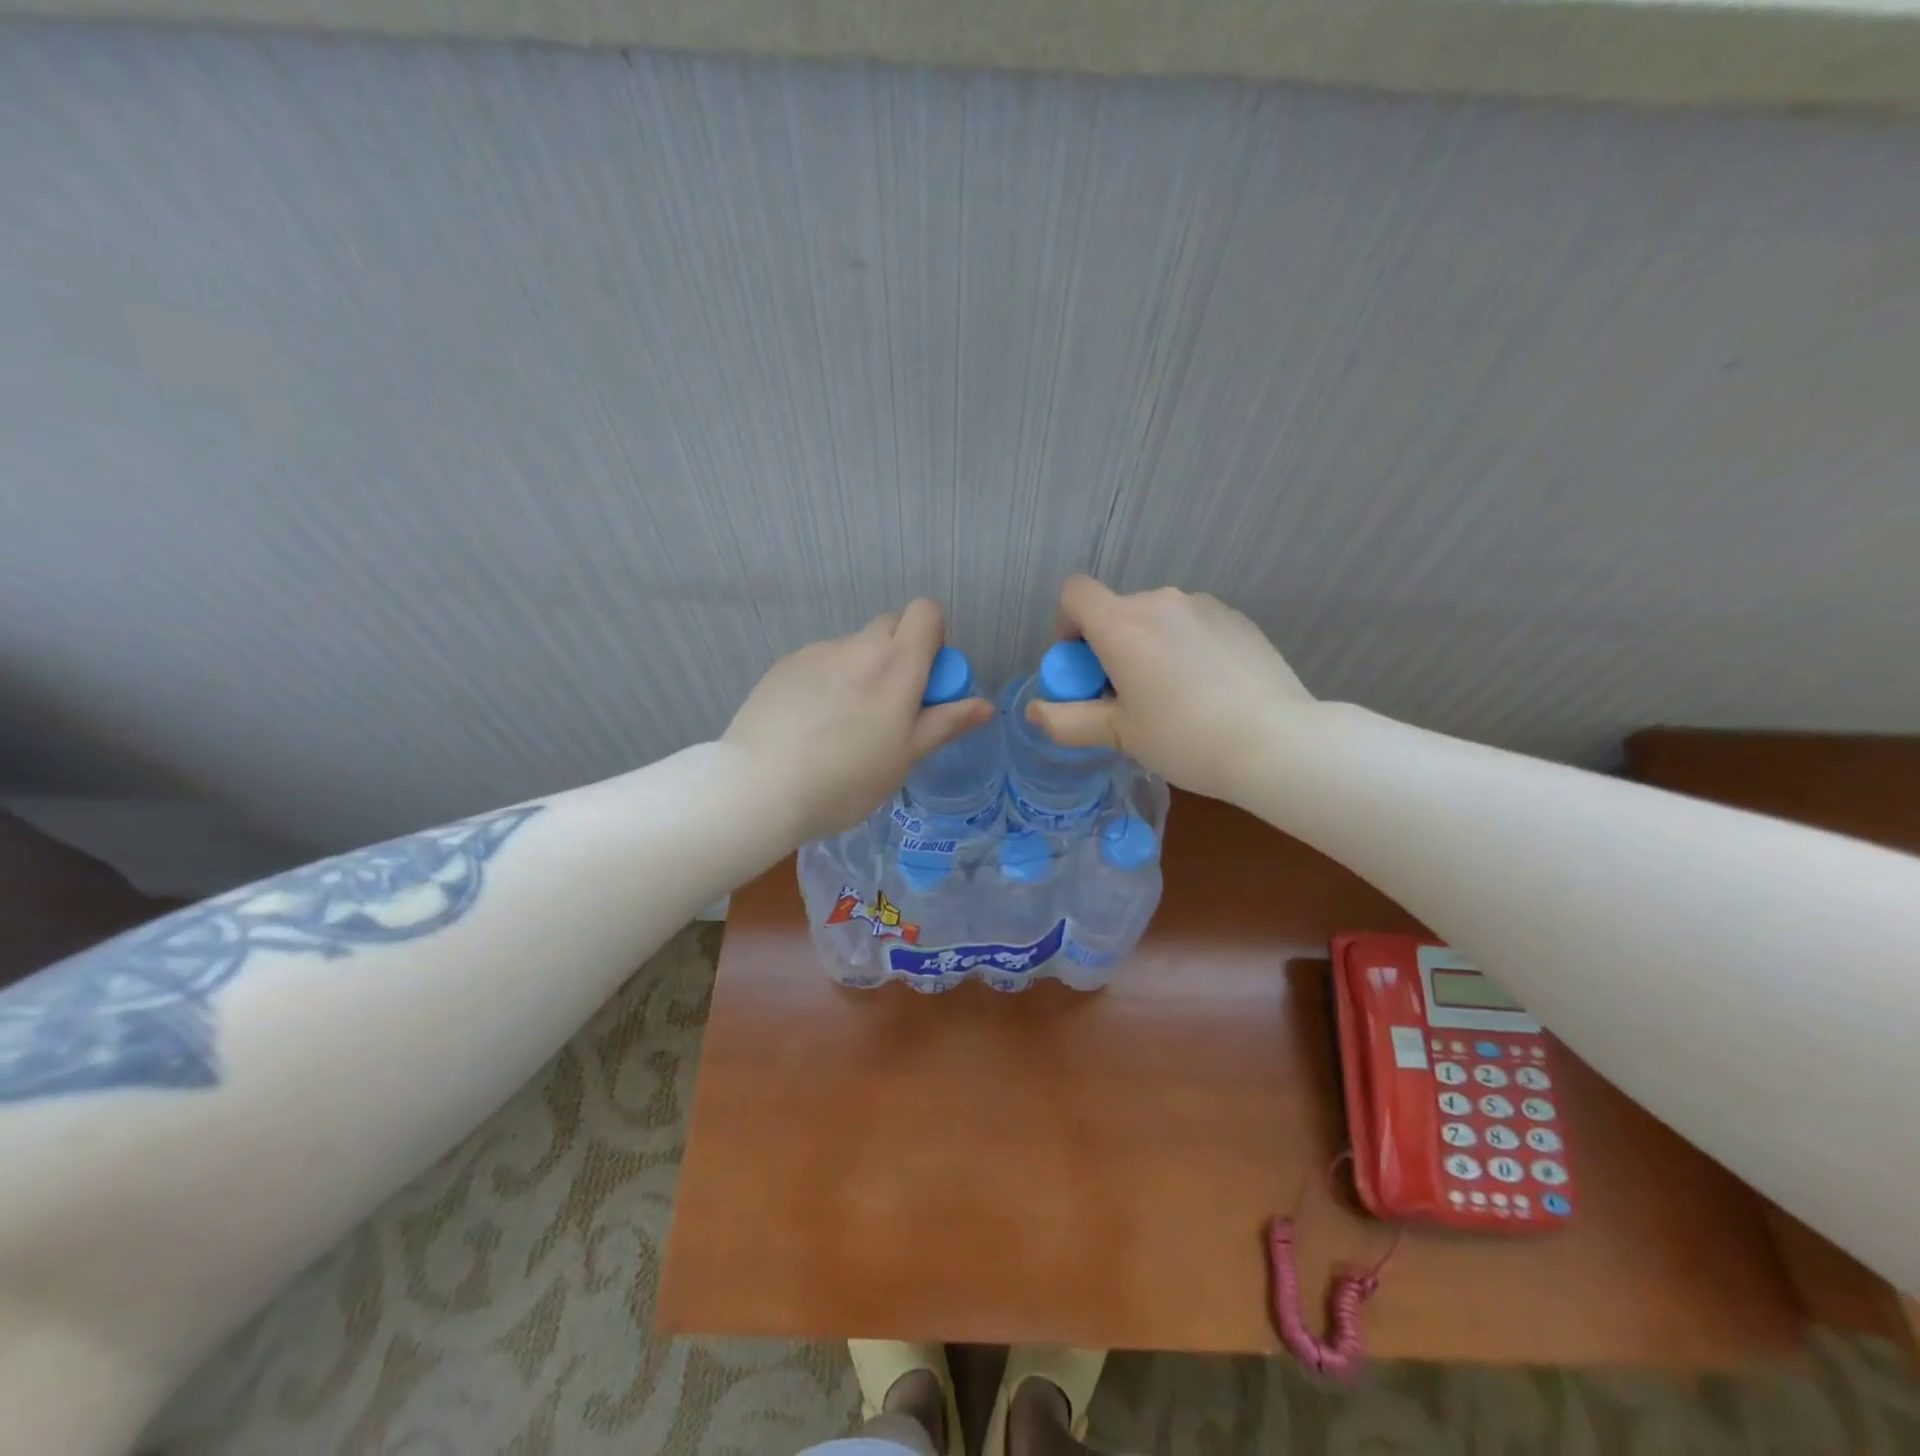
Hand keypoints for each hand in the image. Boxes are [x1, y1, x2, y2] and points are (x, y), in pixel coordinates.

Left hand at [723, 599, 992, 843]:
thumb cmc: (847, 780)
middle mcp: (858, 646)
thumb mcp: (905, 757)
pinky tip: (810, 724)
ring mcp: (817, 652)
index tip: (925, 680)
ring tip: (841, 725)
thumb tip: (986, 705)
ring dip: (860, 670)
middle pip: (890, 626)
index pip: (925, 612)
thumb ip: (945, 723)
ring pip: (853, 648)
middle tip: (889, 706)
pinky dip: (826, 681)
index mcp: (897, 665)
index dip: (932, 637)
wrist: (761, 787)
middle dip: (899, 654)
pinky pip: (820, 662)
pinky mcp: (785, 665)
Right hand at [1026, 576, 1316, 805]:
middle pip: (1117, 611)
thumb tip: (1034, 712)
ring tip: (1172, 696)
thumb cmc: (1185, 739)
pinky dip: (1185, 647)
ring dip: (1149, 646)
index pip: (1074, 593)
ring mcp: (1204, 606)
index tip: (1082, 665)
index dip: (1066, 624)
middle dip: (1109, 646)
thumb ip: (1068, 721)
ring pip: (1157, 618)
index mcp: (1123, 625)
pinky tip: (1208, 690)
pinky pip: (1193, 625)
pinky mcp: (1238, 618)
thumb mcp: (1120, 735)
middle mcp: (1161, 601)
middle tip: (1126, 696)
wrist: (1277, 742)